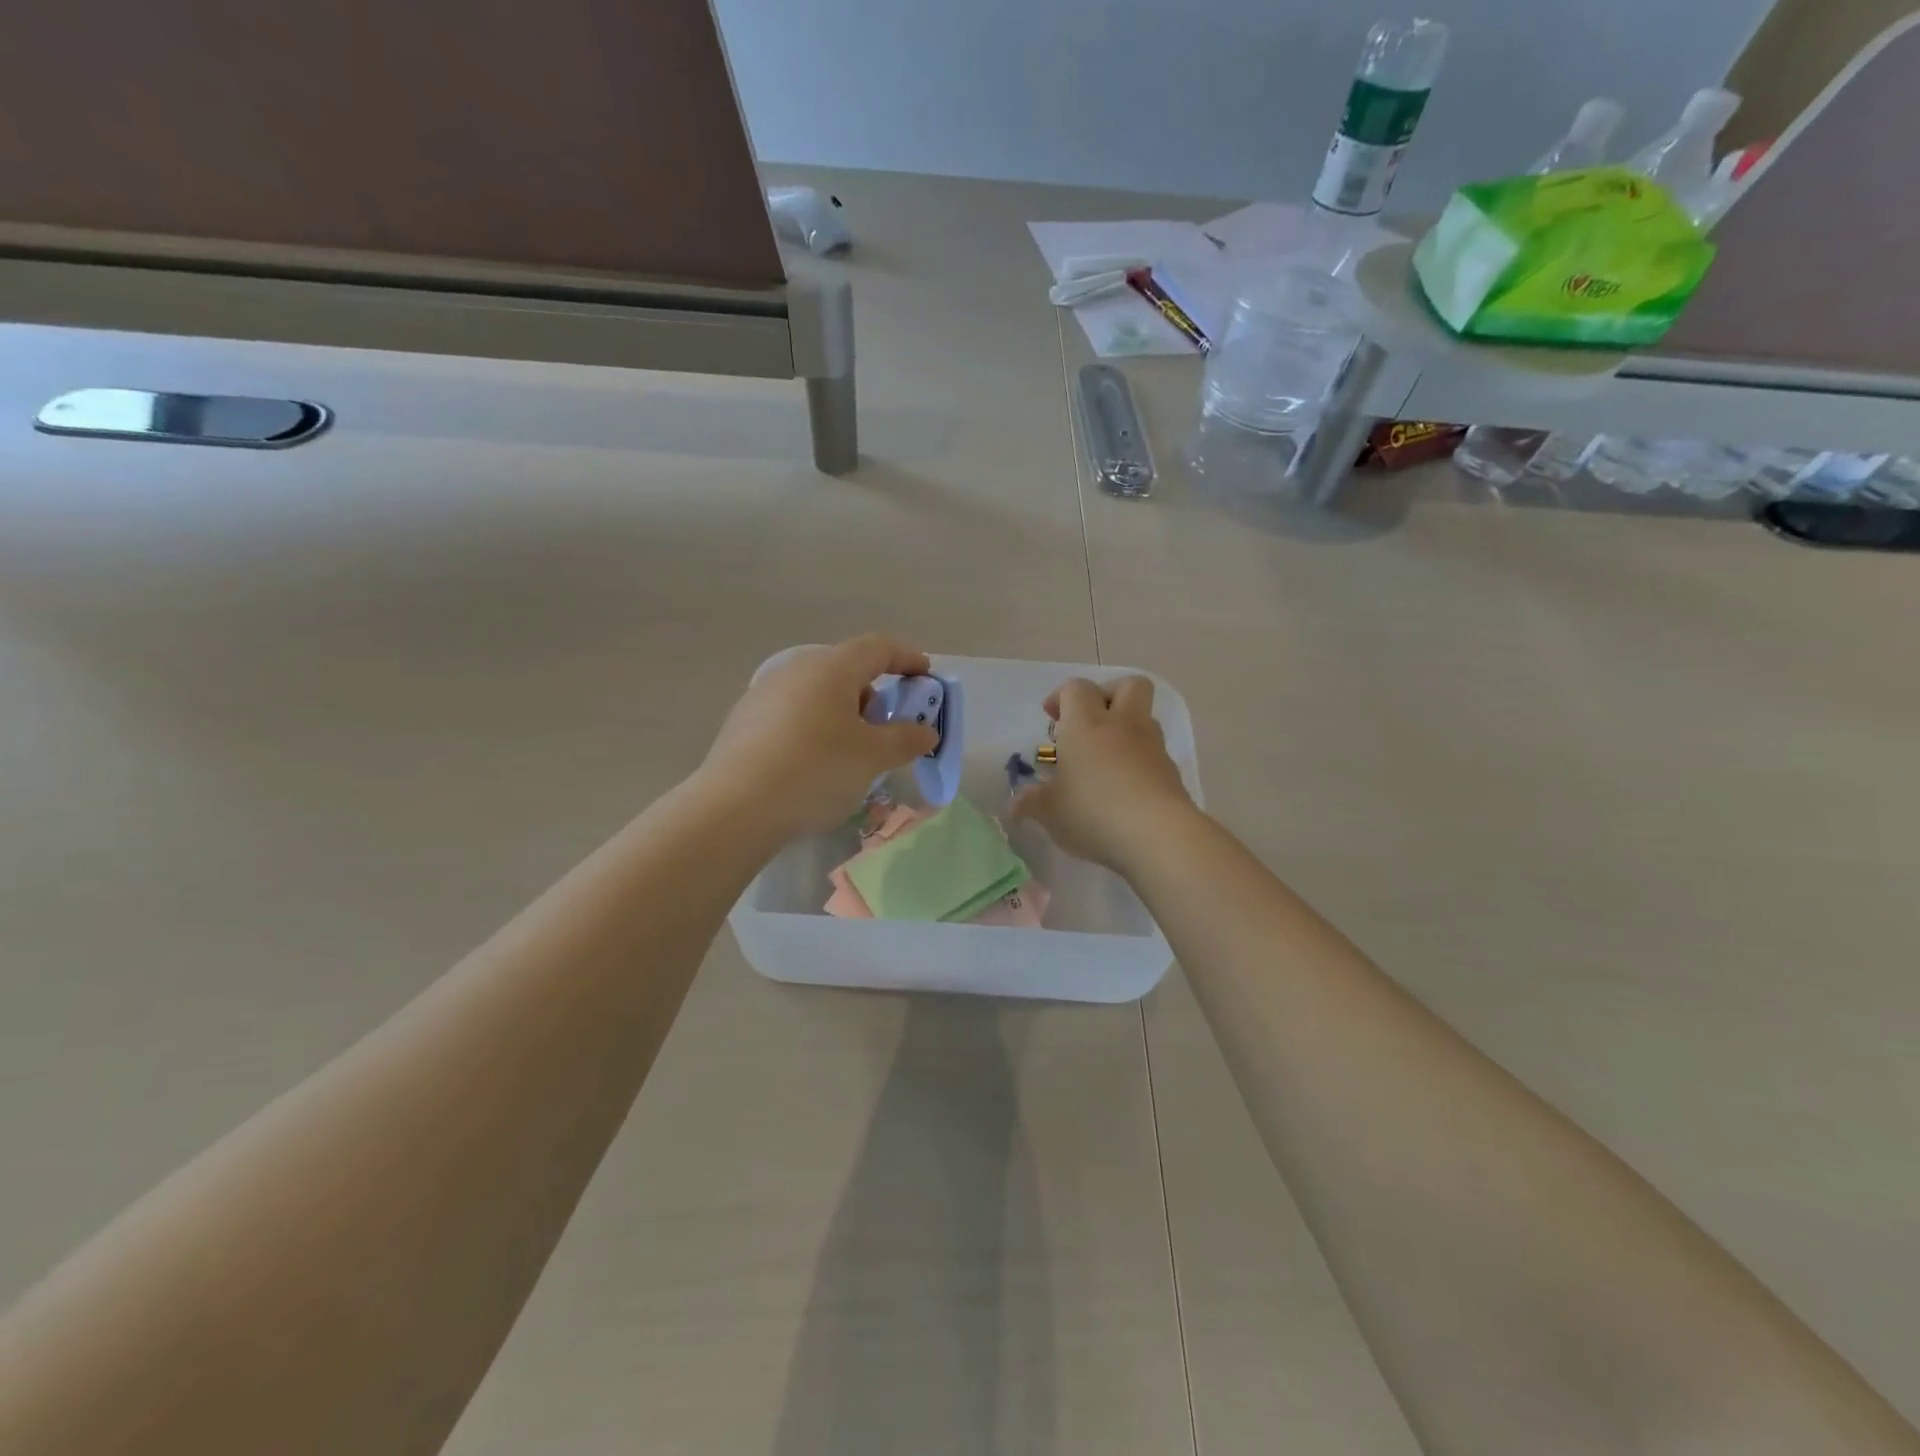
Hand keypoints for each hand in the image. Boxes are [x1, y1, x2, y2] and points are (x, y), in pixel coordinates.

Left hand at [698, 635, 939, 842]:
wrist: (735, 808)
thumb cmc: (816, 770)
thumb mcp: (873, 757)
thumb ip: (905, 739)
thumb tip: (925, 731)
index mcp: (831, 667)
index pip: (879, 648)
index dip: (908, 658)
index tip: (926, 677)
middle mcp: (795, 669)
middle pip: (846, 670)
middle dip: (874, 695)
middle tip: (887, 729)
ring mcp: (764, 693)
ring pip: (817, 693)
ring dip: (843, 714)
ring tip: (851, 753)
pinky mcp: (743, 721)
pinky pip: (793, 714)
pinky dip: (815, 728)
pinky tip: (813, 765)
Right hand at [1012, 676, 1195, 870]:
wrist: (1159, 835)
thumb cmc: (1093, 812)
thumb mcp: (1050, 812)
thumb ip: (1031, 803)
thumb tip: (1015, 804)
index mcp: (1086, 724)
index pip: (1076, 688)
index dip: (1062, 696)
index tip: (1052, 719)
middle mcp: (1123, 725)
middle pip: (1127, 685)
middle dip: (1107, 695)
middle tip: (1088, 723)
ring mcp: (1152, 747)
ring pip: (1143, 718)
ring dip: (1125, 730)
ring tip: (1104, 762)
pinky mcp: (1171, 772)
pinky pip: (1153, 753)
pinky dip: (1138, 761)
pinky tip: (1124, 791)